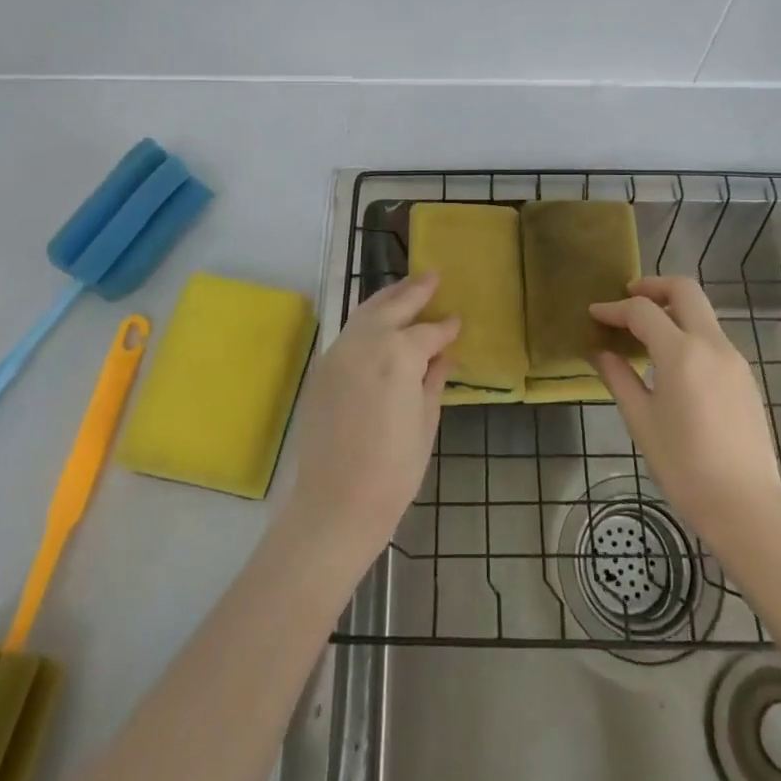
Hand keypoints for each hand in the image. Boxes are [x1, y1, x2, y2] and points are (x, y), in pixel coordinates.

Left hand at [281, 273, 457, 570]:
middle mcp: (365, 342)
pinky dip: (367, 319)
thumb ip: (433, 378)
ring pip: (365, 312)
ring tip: (406, 289)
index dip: (446, 327)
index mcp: (398, 354)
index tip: (458, 320)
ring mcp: (338, 352)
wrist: (335, 503)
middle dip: (414, 291)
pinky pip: (349, 332)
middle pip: (393, 305)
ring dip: (388, 298)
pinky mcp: (322, 368)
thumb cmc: (394, 470)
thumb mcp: (426, 422)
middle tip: (432, 277)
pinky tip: (379, 323)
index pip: (428, 332)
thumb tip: (443, 353)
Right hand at [591, 277, 780, 561]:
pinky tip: (671, 360)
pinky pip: (712, 338)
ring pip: (702, 312)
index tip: (594, 313)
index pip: (643, 311)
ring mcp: (734, 359)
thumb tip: (600, 352)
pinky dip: (688, 332)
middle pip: (684, 290)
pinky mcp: (745, 377)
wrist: (746, 507)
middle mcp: (712, 345)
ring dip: (672, 309)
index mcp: (682, 353)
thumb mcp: (642, 421)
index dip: (614, 308)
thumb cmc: (684, 467)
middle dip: (652, 286)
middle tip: (627, 299)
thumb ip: (619, 378)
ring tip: (644, 332)